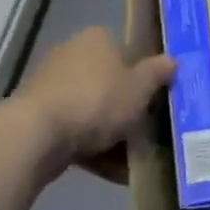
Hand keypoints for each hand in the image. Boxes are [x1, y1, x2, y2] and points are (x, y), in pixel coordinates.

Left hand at [15, 27, 173, 182]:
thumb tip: (173, 60)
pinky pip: (73, 129)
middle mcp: (71, 53)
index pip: (127, 50)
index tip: (156, 98)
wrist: (36, 135)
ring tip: (131, 158)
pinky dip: (91, 147)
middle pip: (108, 81)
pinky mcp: (36, 115)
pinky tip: (110, 171)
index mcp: (97, 39)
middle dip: (126, 106)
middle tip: (146, 130)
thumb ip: (158, 73)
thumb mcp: (140, 88)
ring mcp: (50, 85)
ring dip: (109, 131)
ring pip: (91, 108)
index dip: (144, 74)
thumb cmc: (96, 100)